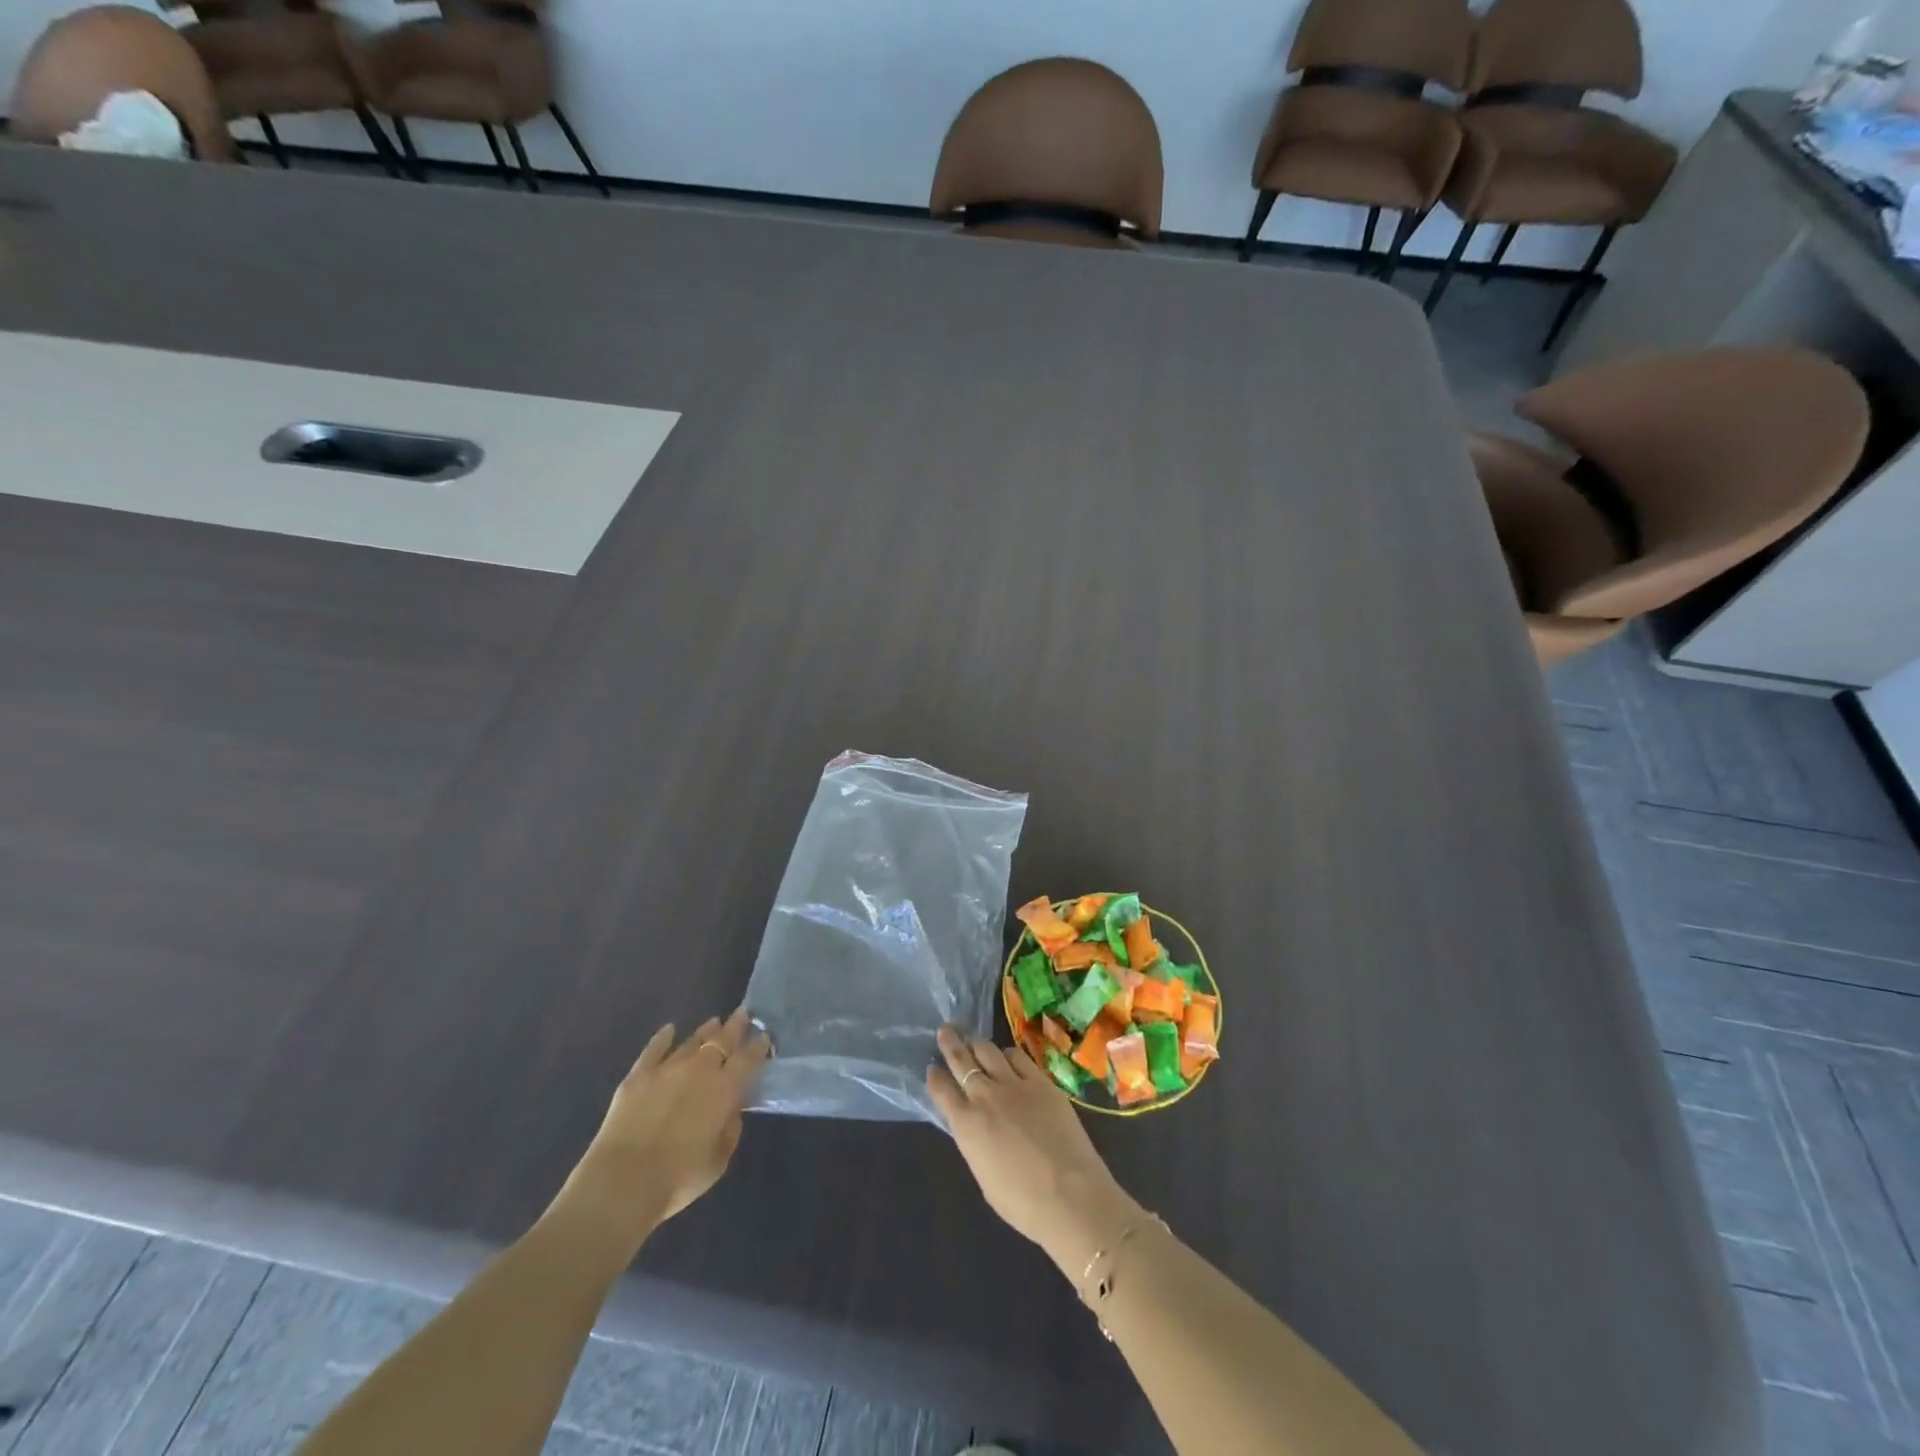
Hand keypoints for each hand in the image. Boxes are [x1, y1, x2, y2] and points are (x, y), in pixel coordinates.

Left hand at [566, 1011, 771, 1234]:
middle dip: (736, 1026)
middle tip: (744, 1013)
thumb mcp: (719, 1159)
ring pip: (692, 1041)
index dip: (758, 1046)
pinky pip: (654, 1049)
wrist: (622, 1183)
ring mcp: (667, 1069)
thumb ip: (730, 1128)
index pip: (747, 1059)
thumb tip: (732, 1108)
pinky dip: (663, 1037)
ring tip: (715, 1021)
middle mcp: (699, 1070)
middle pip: (722, 1040)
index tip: (765, 1035)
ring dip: (706, 1030)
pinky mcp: (638, 1076)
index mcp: (724, 1089)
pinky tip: (669, 1029)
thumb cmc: (679, 1178)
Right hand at [927, 1025, 1145, 1278]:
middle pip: (961, 1060)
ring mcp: (1014, 1084)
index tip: (932, 1067)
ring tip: (973, 1040)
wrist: (1070, 1195)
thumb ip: (975, 1142)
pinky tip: (1007, 1055)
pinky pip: (1018, 1056)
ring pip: (988, 1050)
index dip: (935, 1076)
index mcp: (966, 1125)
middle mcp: (985, 1096)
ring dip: (977, 1044)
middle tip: (945, 1030)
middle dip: (950, 1043)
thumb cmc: (1023, 1203)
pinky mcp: (1041, 1080)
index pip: (942, 1090)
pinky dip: (1007, 1053)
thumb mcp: (984, 1176)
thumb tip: (974, 1125)